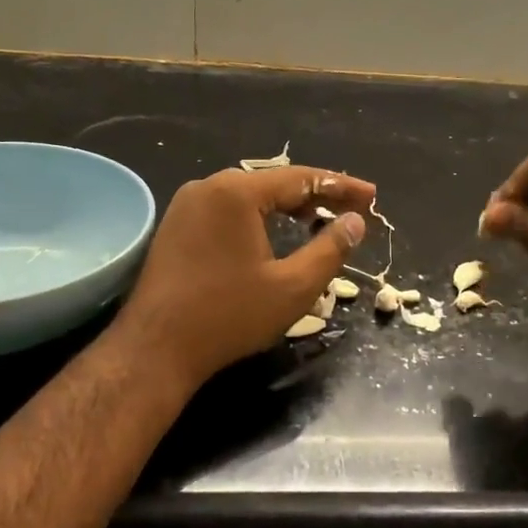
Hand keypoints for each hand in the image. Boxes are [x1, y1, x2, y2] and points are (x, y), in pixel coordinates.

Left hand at [114, 165, 374, 386]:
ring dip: (287, 207)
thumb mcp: (293, 287)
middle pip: (274, 183)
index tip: (372, 197)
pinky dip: (259, 218)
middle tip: (350, 211)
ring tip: (319, 221)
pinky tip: (276, 234)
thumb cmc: (228, 316)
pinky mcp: (176, 226)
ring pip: (250, 197)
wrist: (155, 349)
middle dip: (315, 196)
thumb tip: (355, 222)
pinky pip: (228, 211)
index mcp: (236, 192)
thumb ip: (330, 249)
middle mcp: (208, 186)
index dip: (341, 187)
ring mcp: (187, 205)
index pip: (301, 178)